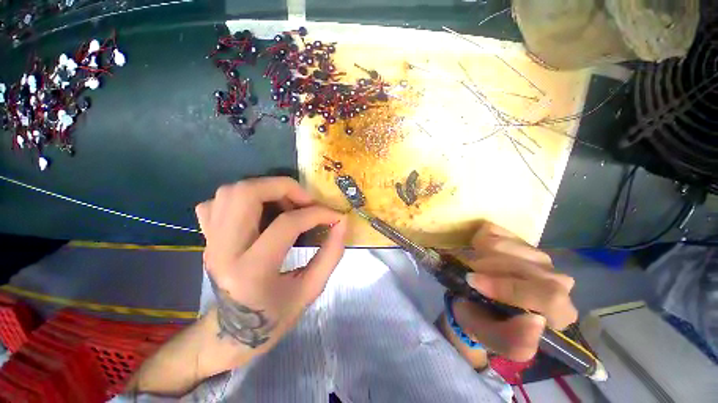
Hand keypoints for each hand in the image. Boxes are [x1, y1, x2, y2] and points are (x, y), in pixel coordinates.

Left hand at [195, 177, 346, 356]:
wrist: (229, 335)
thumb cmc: (273, 319)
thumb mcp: (310, 290)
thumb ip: (331, 254)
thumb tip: (342, 223)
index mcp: (251, 271)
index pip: (287, 224)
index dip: (317, 213)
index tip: (335, 216)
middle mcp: (224, 250)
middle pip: (247, 194)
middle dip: (284, 187)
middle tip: (306, 201)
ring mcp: (210, 241)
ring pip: (231, 192)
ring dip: (265, 189)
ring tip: (287, 204)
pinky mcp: (206, 238)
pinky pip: (217, 202)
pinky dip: (243, 198)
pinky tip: (260, 212)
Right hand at [451, 222, 576, 362]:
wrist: (473, 300)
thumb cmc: (484, 322)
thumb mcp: (492, 339)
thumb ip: (515, 343)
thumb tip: (535, 322)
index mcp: (558, 312)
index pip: (549, 296)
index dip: (508, 287)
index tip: (474, 282)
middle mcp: (556, 281)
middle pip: (525, 266)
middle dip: (488, 269)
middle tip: (468, 276)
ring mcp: (537, 255)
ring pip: (507, 246)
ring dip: (480, 256)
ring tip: (472, 269)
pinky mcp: (516, 238)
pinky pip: (493, 231)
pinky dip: (478, 241)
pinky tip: (478, 254)